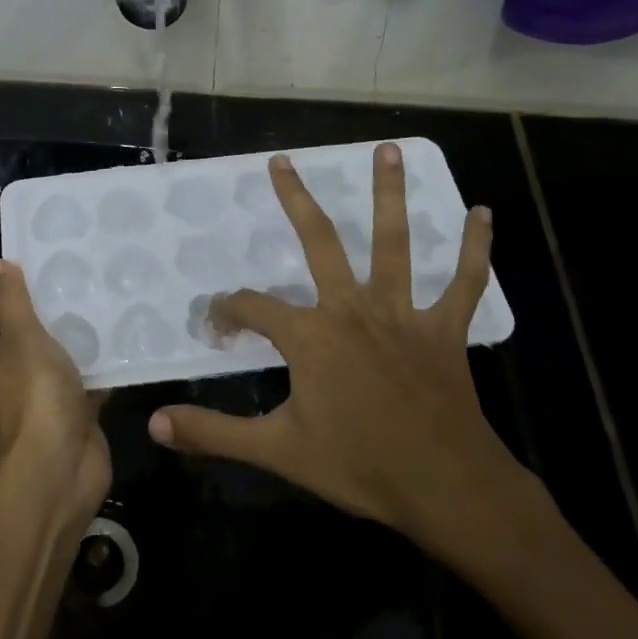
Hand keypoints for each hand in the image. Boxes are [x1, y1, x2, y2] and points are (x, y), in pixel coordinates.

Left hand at [0, 259, 110, 531]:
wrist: (61, 469)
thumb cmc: (34, 396)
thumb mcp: (21, 338)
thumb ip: (12, 300)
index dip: (14, 284)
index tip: (47, 260)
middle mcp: (6, 373)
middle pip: (27, 328)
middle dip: (53, 305)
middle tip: (84, 273)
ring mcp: (40, 393)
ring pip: (58, 351)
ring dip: (79, 332)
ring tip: (106, 296)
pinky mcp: (71, 409)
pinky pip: (84, 376)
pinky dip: (100, 361)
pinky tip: (123, 335)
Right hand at [147, 146, 550, 577]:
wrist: (447, 489)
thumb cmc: (360, 466)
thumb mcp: (277, 450)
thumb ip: (213, 433)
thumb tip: (153, 424)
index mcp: (310, 336)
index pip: (252, 308)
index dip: (227, 312)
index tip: (218, 327)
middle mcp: (352, 310)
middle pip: (320, 242)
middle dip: (296, 200)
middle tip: (282, 161)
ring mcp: (402, 315)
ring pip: (394, 243)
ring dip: (389, 195)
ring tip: (388, 149)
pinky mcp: (444, 330)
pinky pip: (464, 284)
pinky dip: (475, 249)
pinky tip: (483, 213)